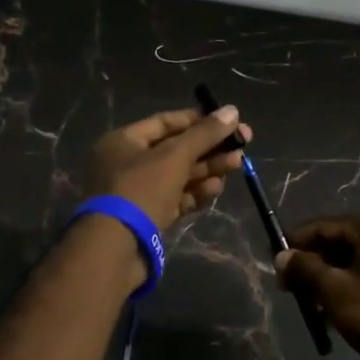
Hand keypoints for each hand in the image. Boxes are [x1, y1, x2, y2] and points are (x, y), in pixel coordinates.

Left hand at [86, 106, 251, 232]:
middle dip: (209, 147)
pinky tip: (217, 188)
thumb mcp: (174, 157)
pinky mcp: (150, 216)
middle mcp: (128, 163)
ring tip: (237, 164)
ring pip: (179, 175)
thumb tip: (232, 110)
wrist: (116, 249)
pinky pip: (177, 198)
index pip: (166, 122)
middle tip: (243, 144)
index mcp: (124, 141)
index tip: (228, 120)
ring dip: (208, 169)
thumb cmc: (141, 190)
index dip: (198, 120)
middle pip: (176, 149)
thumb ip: (204, 134)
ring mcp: (139, 192)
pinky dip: (196, 192)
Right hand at [275, 215, 359, 359]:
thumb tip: (281, 256)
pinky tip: (335, 319)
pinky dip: (348, 294)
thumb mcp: (335, 291)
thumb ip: (305, 270)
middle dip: (311, 266)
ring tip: (310, 309)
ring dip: (328, 284)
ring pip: (352, 266)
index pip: (323, 225)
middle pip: (338, 244)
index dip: (295, 243)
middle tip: (289, 291)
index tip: (273, 263)